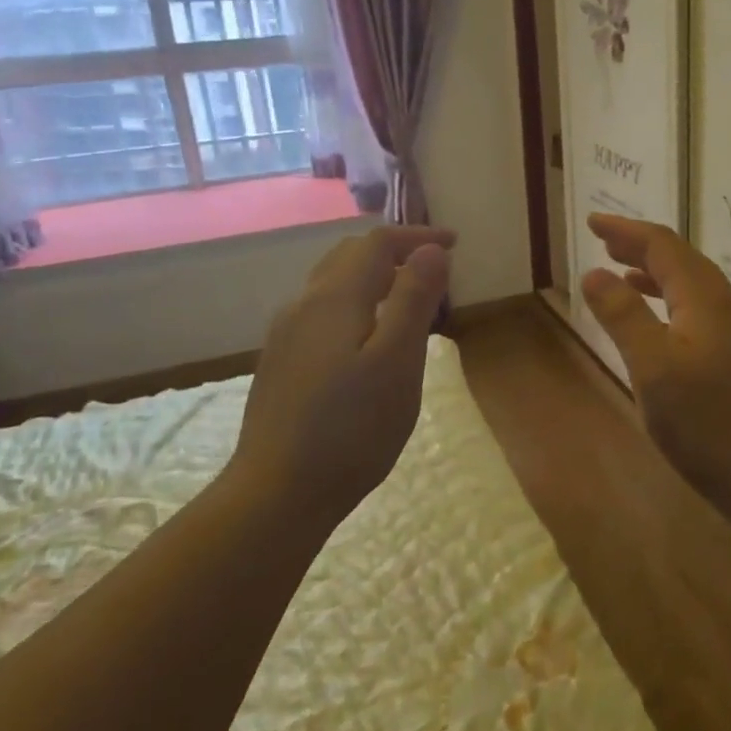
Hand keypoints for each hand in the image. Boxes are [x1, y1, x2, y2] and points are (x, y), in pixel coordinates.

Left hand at [227, 226, 455, 529]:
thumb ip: (414, 300)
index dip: (416, 236)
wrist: (276, 493)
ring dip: (374, 277)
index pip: (376, 243)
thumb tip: (431, 250)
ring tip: (408, 299)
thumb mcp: (397, 362)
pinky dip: (357, 303)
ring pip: (333, 284)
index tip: (454, 244)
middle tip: (434, 268)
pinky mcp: (282, 363)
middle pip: (349, 256)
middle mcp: (304, 305)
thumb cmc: (351, 428)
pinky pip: (324, 311)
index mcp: (334, 298)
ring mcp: (287, 335)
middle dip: (393, 251)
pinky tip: (370, 338)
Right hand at [582, 214, 730, 525]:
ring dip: (657, 275)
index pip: (664, 246)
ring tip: (623, 276)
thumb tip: (594, 272)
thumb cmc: (707, 423)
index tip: (593, 221)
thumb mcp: (652, 368)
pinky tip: (661, 328)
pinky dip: (672, 305)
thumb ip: (623, 316)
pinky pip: (701, 313)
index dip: (627, 230)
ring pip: (694, 288)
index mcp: (706, 300)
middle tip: (605, 241)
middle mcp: (728, 307)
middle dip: (641, 247)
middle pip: (682, 261)